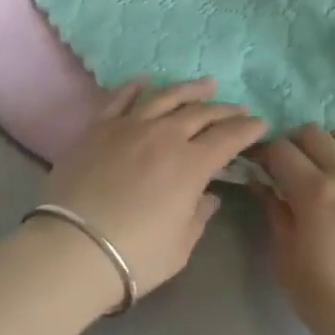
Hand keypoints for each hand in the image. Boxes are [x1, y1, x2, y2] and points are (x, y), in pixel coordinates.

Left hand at [39, 79, 265, 301]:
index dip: (247, 129)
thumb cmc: (136, 255)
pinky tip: (146, 80)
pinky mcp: (99, 127)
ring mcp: (129, 126)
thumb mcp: (180, 246)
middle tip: (237, 107)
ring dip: (188, 88)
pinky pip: (120, 98)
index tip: (260, 123)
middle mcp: (164, 135)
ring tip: (205, 84)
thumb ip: (198, 215)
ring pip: (165, 96)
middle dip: (224, 109)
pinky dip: (135, 86)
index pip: (228, 138)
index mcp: (191, 164)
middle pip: (200, 113)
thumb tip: (207, 196)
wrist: (74, 248)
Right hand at [259, 126, 334, 334]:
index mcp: (315, 191)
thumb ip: (274, 211)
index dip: (266, 155)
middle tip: (291, 169)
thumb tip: (262, 183)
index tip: (262, 170)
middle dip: (295, 145)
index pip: (281, 149)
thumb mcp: (285, 258)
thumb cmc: (325, 299)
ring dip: (332, 144)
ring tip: (328, 169)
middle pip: (313, 132)